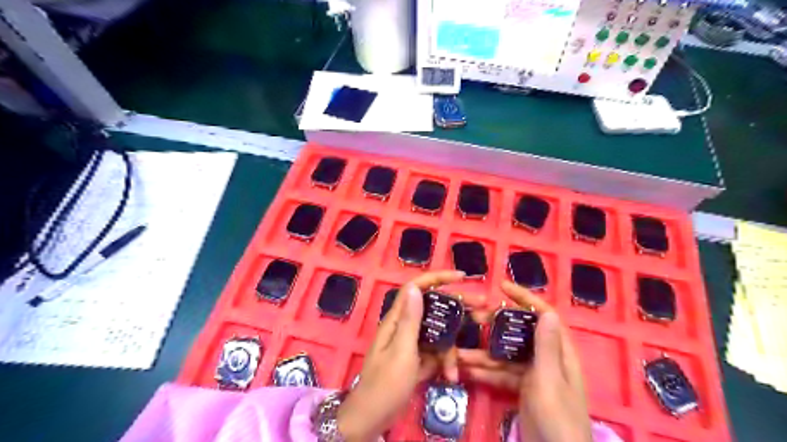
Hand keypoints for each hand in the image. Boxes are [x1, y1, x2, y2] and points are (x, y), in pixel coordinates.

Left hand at [333, 269, 468, 440]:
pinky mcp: (417, 359)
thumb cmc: (386, 383)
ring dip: (449, 350)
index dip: (438, 278)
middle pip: (433, 309)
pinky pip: (435, 353)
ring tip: (457, 369)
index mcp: (397, 319)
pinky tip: (450, 377)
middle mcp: (405, 326)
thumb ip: (410, 320)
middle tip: (481, 309)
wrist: (372, 418)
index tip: (462, 278)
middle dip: (456, 310)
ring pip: (438, 335)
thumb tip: (415, 288)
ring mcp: (411, 343)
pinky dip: (443, 364)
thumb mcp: (401, 351)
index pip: (417, 288)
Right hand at [456, 281, 590, 441]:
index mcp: (559, 352)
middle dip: (496, 325)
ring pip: (506, 355)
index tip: (502, 286)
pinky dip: (486, 373)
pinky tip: (466, 372)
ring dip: (484, 354)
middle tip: (473, 319)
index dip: (525, 297)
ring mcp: (534, 374)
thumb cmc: (557, 418)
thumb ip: (546, 347)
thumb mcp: (549, 380)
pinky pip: (502, 374)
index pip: (543, 315)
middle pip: (519, 333)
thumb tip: (547, 311)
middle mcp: (547, 358)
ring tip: (458, 352)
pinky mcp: (523, 388)